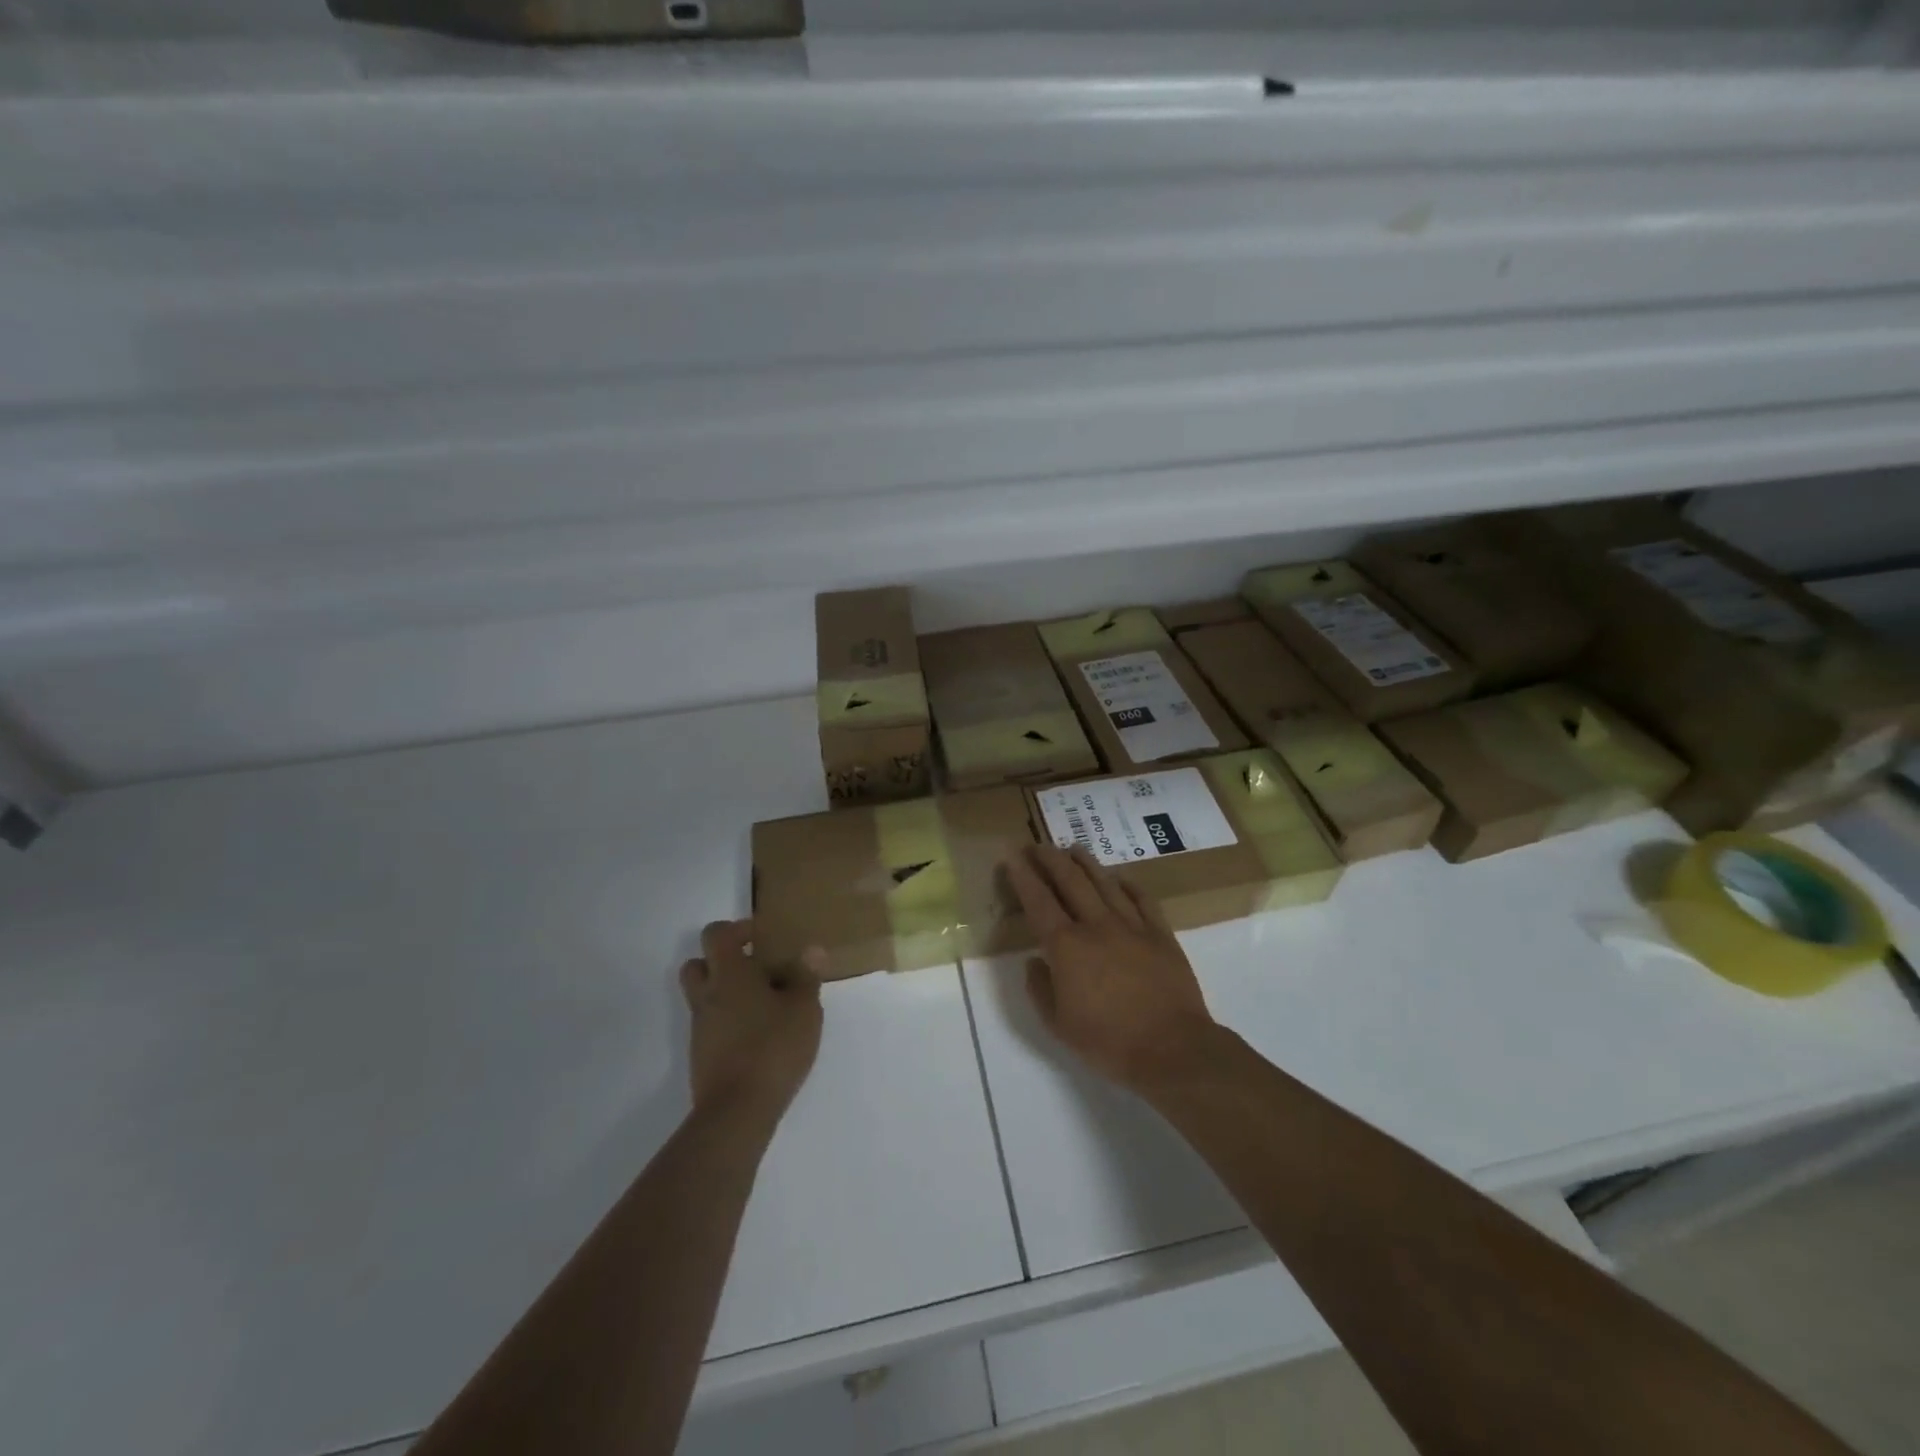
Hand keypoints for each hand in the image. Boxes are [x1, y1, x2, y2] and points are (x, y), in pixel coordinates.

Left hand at [679, 920, 823, 1124]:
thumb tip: (811, 949)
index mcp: (729, 974)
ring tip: (764, 1003)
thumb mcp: (804, 1009)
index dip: (738, 929)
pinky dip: (728, 1020)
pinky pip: (711, 1024)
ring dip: (726, 992)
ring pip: (703, 996)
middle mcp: (707, 995)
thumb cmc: (773, 1047)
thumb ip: (806, 976)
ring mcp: (700, 1027)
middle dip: (722, 960)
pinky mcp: (701, 1054)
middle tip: (756, 968)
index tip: (763, 939)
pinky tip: (759, 1034)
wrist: (737, 1111)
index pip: (716, 934)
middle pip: (698, 963)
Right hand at [1005, 844, 1222, 1093]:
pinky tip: (1120, 876)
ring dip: (1086, 862)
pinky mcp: (1162, 935)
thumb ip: (1040, 989)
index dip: (1023, 876)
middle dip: (1050, 859)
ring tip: (1072, 848)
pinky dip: (1129, 884)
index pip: (1038, 901)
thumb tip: (1034, 961)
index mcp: (1067, 947)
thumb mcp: (1058, 1025)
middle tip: (1038, 845)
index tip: (1012, 855)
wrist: (1172, 1049)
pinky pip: (1143, 899)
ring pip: (1105, 883)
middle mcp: (1097, 926)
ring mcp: (1133, 926)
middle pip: (1071, 881)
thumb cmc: (1109, 1042)